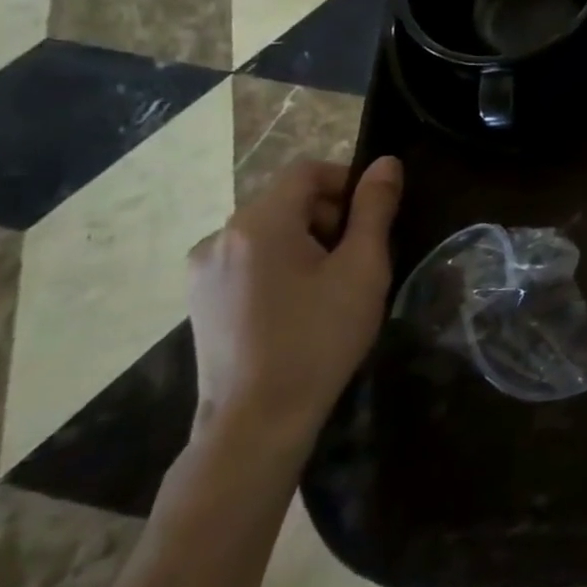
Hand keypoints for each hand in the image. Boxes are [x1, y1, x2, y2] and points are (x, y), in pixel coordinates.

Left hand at [187, 157, 402, 448]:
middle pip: (286, 200)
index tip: (373, 218)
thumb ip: (375, 209)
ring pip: (267, 231)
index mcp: (258, 223)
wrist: (256, 423)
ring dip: (305, 242)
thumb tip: (386, 163)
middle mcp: (220, 237)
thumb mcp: (362, 268)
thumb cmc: (318, 338)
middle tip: (358, 258)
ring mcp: (202, 272)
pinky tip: (297, 306)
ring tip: (331, 286)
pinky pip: (248, 260)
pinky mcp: (200, 301)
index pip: (307, 171)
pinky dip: (279, 266)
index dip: (347, 182)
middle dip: (329, 216)